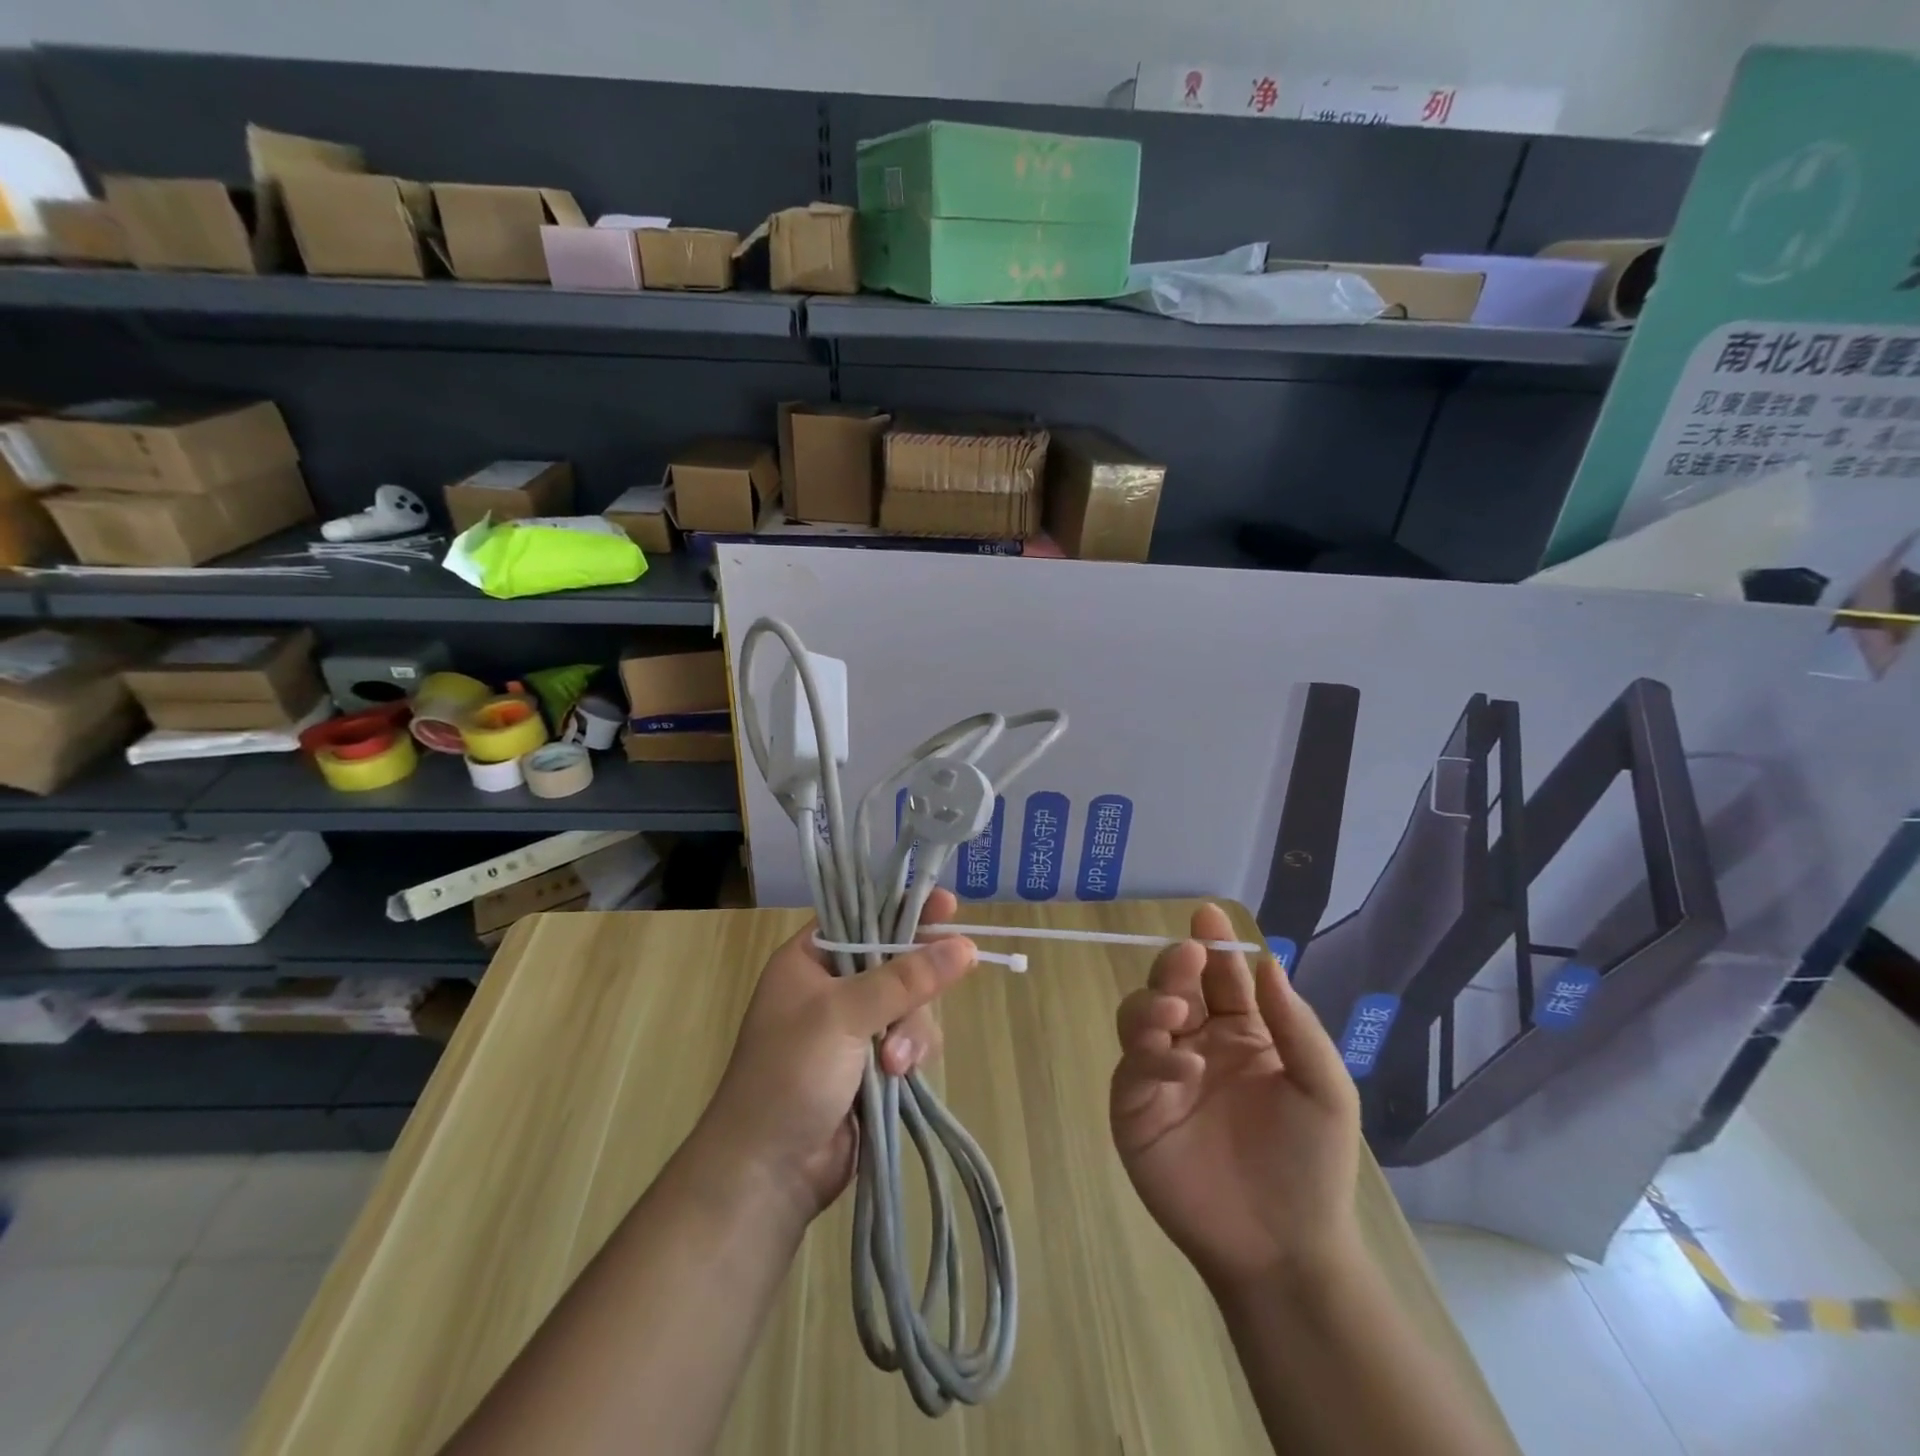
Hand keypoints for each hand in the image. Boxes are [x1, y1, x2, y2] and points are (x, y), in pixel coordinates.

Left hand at [700, 888, 976, 1218]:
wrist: (768, 1172)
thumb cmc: (790, 1074)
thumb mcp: (843, 1015)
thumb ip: (905, 978)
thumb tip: (965, 945)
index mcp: (809, 959)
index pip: (864, 917)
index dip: (905, 909)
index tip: (948, 906)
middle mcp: (832, 987)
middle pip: (897, 961)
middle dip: (913, 989)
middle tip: (929, 996)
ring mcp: (854, 1028)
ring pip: (911, 1005)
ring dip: (912, 1031)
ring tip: (896, 1063)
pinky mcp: (872, 1064)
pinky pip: (911, 1040)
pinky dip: (912, 1054)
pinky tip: (901, 1077)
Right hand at [1110, 904, 1362, 1289]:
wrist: (1285, 1249)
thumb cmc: (1311, 1165)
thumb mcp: (1324, 1090)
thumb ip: (1294, 1025)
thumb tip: (1268, 962)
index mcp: (1240, 1033)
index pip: (1220, 976)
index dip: (1213, 944)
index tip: (1208, 915)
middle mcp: (1195, 1043)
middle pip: (1171, 985)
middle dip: (1175, 964)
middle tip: (1187, 955)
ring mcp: (1162, 1074)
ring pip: (1139, 1016)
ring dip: (1153, 1004)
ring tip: (1176, 1014)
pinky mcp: (1135, 1107)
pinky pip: (1133, 1068)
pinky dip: (1152, 1059)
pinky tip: (1183, 1067)